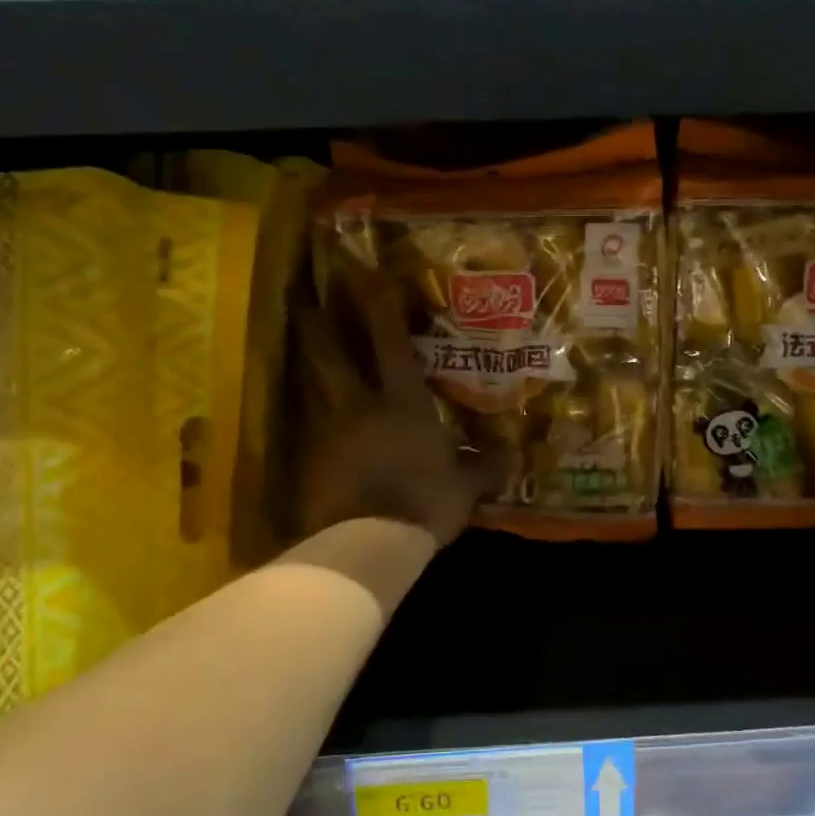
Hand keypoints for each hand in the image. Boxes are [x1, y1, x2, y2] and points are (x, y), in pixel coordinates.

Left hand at [298, 264, 502, 546]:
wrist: (367, 542)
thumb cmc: (423, 502)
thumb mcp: (463, 487)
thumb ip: (485, 467)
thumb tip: (515, 457)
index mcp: (401, 403)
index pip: (389, 344)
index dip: (379, 307)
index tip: (365, 273)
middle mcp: (359, 406)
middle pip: (330, 355)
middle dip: (316, 324)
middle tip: (301, 298)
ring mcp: (328, 433)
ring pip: (311, 386)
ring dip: (305, 363)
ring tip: (299, 346)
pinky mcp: (309, 462)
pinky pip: (307, 429)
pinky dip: (308, 416)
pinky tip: (308, 417)